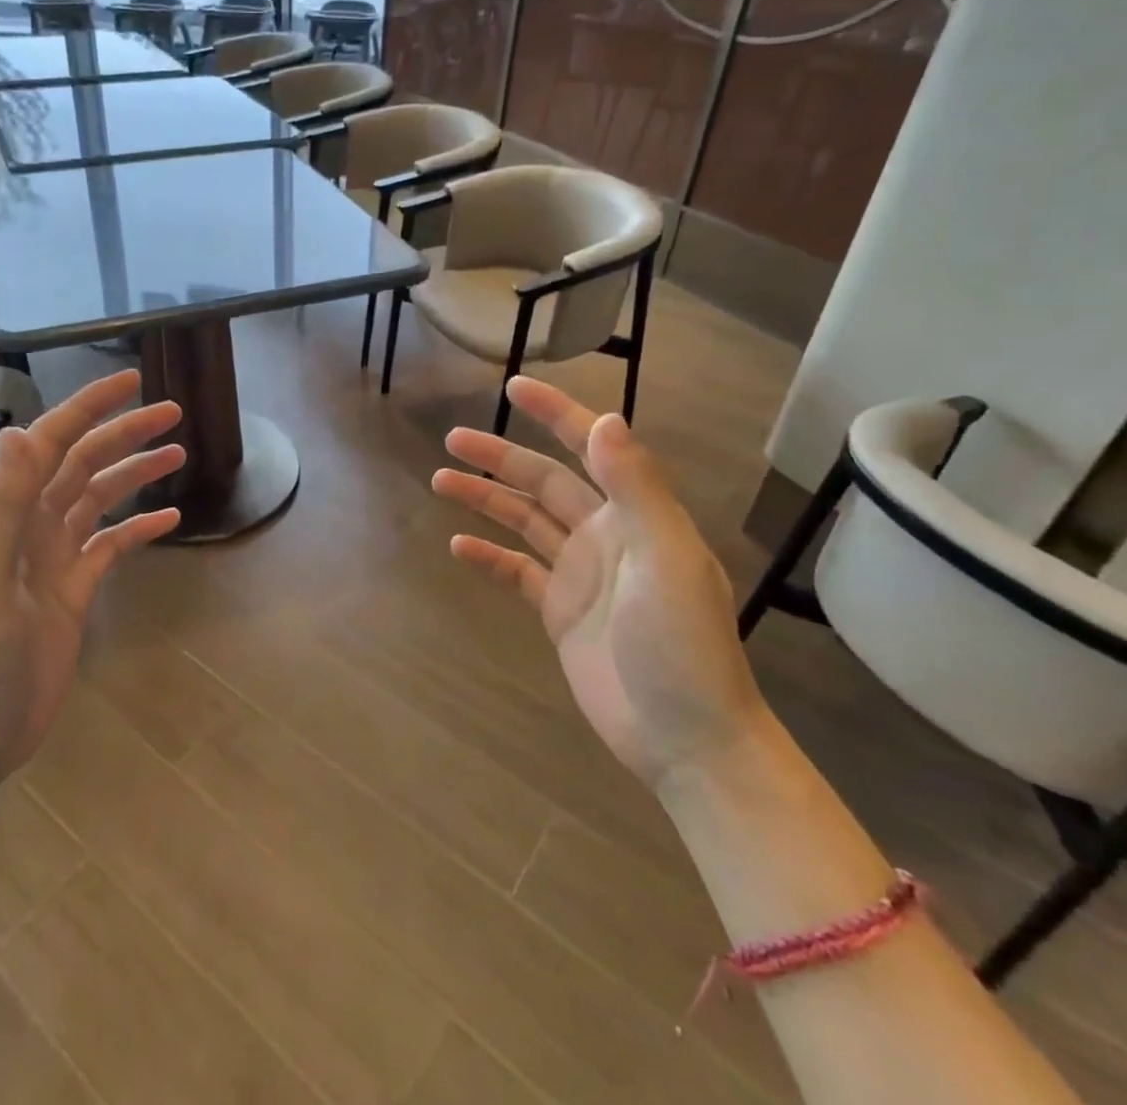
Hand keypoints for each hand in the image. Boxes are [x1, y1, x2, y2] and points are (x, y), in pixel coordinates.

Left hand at [0, 370, 183, 804]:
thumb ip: (2, 503)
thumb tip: (19, 428)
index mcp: (5, 514)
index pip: (52, 442)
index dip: (90, 407)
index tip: (132, 381)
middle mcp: (30, 525)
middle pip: (83, 463)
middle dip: (125, 433)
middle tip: (173, 414)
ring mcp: (53, 559)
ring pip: (100, 499)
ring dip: (135, 474)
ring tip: (179, 456)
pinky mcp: (73, 591)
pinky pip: (111, 546)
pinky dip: (138, 529)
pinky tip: (170, 521)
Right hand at [431, 376, 767, 789]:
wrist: (685, 738)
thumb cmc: (682, 645)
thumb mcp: (667, 559)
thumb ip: (636, 488)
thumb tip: (604, 419)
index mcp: (636, 514)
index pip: (590, 448)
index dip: (554, 415)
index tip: (513, 389)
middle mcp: (605, 534)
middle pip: (543, 481)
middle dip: (500, 456)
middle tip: (452, 438)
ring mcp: (580, 573)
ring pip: (524, 521)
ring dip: (485, 499)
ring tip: (440, 480)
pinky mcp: (560, 611)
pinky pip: (516, 572)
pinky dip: (488, 557)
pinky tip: (458, 546)